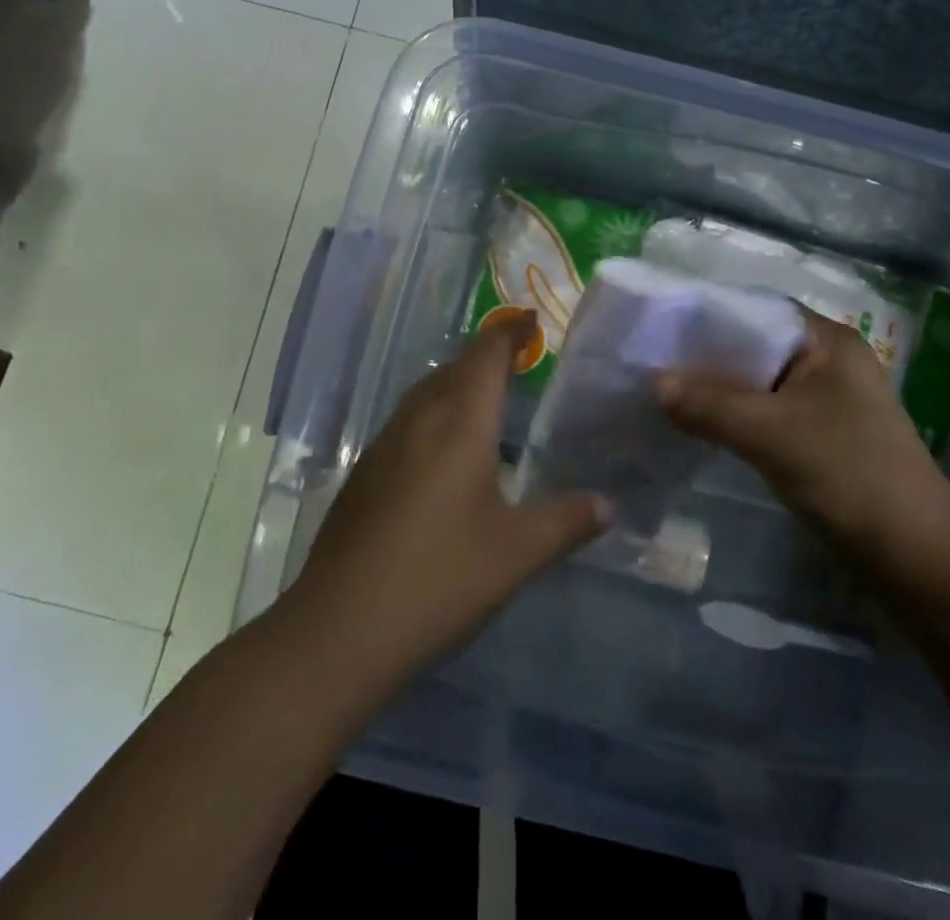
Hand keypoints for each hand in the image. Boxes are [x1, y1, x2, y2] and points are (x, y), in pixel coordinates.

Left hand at [288, 312, 611, 682]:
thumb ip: (567, 522)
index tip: (531, 319)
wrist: (339, 630)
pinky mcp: (363, 474)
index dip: (509, 332)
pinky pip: (407, 421)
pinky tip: (443, 450)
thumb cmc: (439, 579)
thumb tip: (610, 505)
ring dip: (456, 381)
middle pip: (453, 367)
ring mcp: (384, 446)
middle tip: (518, 358)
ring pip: (425, 392)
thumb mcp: (517, 554)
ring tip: (485, 396)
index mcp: (459, 424)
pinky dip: (434, 412)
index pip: (486, 356)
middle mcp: (419, 421)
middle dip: (485, 354)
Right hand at [657, 310, 949, 603]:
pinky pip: (765, 411)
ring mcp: (825, 399)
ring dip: (717, 390)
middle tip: (651, 365)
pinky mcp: (819, 434)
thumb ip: (711, 405)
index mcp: (827, 341)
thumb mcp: (773, 435)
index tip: (659, 329)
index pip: (755, 310)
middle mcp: (826, 360)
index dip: (706, 317)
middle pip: (753, 346)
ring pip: (757, 382)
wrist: (917, 558)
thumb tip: (654, 383)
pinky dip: (733, 416)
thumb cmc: (850, 476)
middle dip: (706, 358)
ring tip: (665, 394)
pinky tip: (699, 426)